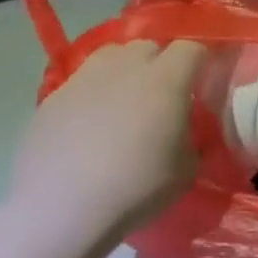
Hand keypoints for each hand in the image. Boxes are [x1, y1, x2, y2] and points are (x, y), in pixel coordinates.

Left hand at [9, 40, 208, 246]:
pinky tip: (93, 123)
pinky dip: (94, 93)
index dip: (202, 59)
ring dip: (125, 69)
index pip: (192, 48)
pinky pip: (81, 83)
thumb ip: (192, 135)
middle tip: (167, 91)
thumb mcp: (188, 165)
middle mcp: (124, 70)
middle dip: (162, 61)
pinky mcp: (50, 101)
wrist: (62, 211)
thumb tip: (185, 127)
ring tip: (128, 99)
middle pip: (148, 46)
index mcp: (166, 81)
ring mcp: (82, 82)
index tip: (206, 78)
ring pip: (110, 56)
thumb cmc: (138, 187)